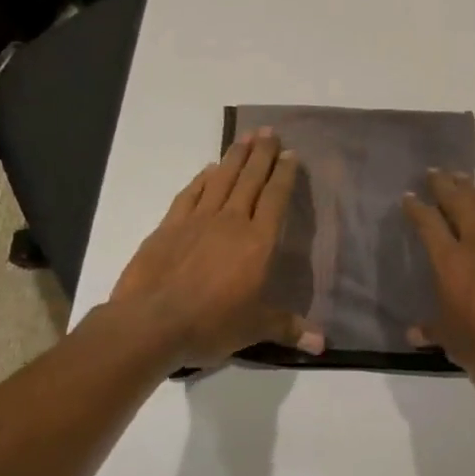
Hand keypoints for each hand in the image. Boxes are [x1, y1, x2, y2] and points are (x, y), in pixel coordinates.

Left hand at [107, 129, 324, 367]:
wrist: (151, 323)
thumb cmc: (211, 324)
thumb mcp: (255, 329)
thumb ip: (289, 328)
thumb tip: (323, 344)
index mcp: (257, 242)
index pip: (275, 199)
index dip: (285, 175)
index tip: (291, 154)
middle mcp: (231, 222)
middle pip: (250, 179)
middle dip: (262, 154)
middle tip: (270, 131)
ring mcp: (197, 220)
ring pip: (221, 179)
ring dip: (235, 156)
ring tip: (246, 137)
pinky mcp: (169, 226)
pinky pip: (190, 194)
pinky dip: (201, 179)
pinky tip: (208, 169)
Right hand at [402, 171, 474, 393]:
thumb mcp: (457, 345)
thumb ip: (434, 332)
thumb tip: (413, 333)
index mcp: (453, 261)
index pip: (428, 224)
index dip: (417, 208)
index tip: (409, 196)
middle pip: (459, 201)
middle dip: (444, 184)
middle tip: (435, 171)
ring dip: (473, 190)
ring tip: (464, 180)